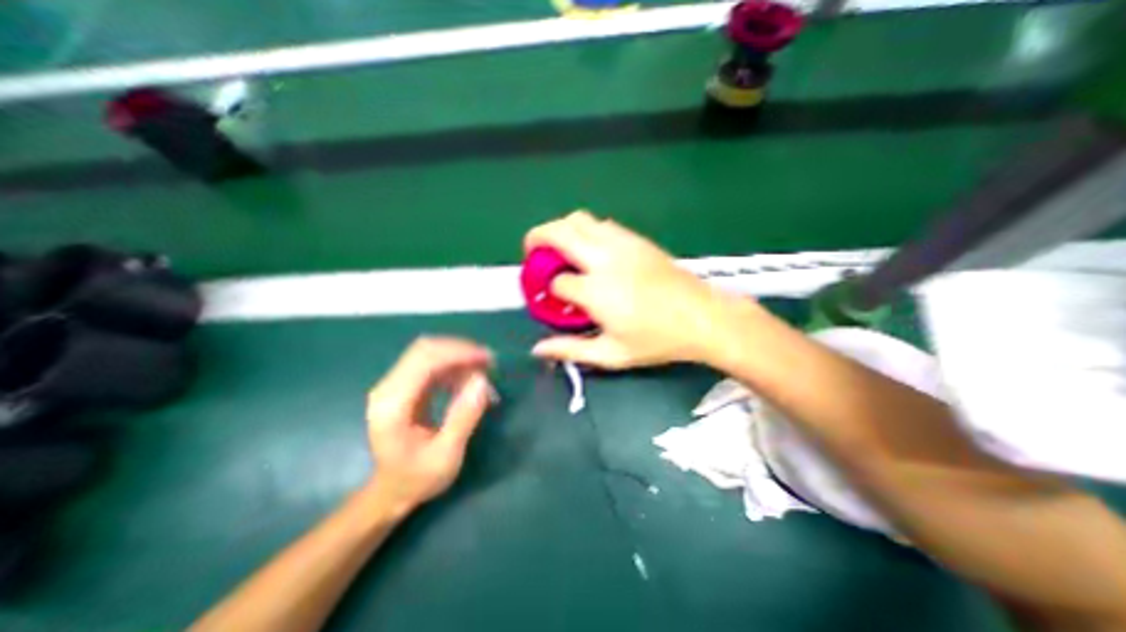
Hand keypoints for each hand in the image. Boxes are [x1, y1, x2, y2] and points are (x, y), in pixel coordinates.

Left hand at [367, 339, 492, 509]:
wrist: (391, 491)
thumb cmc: (418, 478)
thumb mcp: (446, 455)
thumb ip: (463, 417)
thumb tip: (482, 380)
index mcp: (392, 406)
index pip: (424, 361)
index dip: (457, 353)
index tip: (487, 359)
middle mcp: (387, 388)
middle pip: (424, 349)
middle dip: (460, 350)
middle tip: (489, 362)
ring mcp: (393, 385)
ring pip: (428, 352)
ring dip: (458, 356)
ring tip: (483, 371)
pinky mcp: (403, 385)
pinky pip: (430, 363)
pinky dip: (453, 365)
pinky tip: (467, 379)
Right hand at [525, 211, 735, 370]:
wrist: (702, 317)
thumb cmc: (657, 341)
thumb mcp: (611, 354)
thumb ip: (571, 350)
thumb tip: (538, 349)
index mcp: (596, 291)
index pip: (558, 280)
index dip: (550, 288)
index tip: (552, 298)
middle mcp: (604, 259)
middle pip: (559, 232)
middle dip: (537, 237)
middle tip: (532, 251)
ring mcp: (622, 244)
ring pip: (579, 219)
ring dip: (561, 229)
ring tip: (559, 248)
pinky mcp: (636, 239)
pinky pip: (601, 224)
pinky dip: (585, 229)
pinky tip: (589, 249)